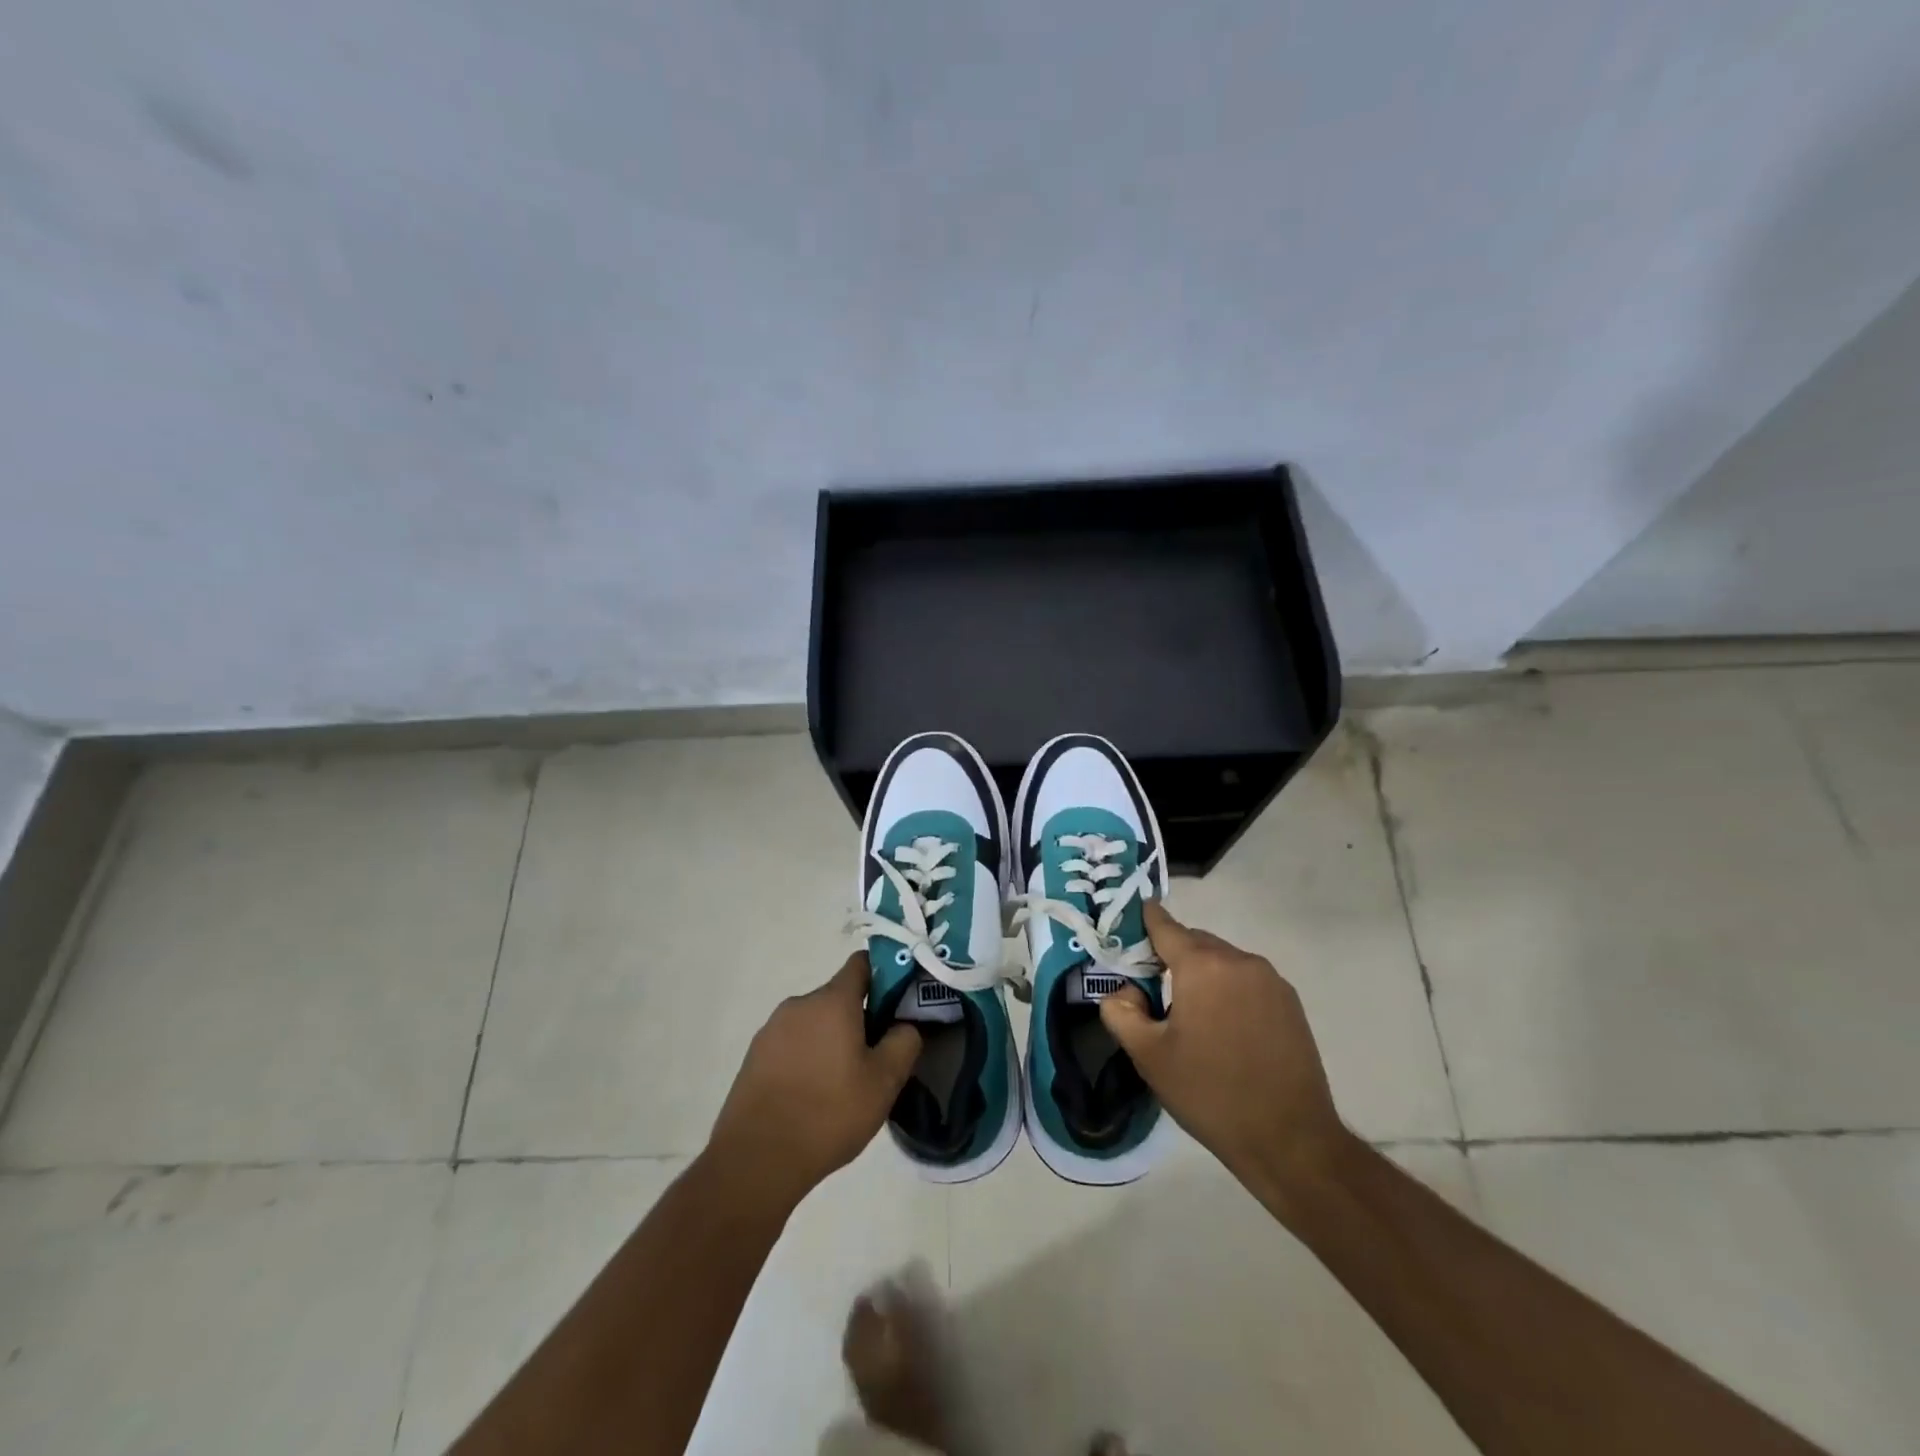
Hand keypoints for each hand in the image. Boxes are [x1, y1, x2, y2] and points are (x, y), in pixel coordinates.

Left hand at [708, 953, 921, 1207]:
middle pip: (838, 997)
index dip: (885, 975)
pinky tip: (812, 1096)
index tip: (898, 1004)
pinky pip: (791, 1044)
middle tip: (874, 1058)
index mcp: (832, 1000)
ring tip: (842, 1084)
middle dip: (859, 1018)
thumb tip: (905, 1024)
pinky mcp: (754, 1056)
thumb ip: (904, 1042)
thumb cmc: (829, 1113)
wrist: (756, 1159)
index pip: (862, 964)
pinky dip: (806, 1058)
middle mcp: (799, 1004)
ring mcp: (772, 1029)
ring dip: (831, 1040)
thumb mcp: (884, 1082)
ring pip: (814, 1023)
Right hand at [1099, 903, 1349, 1209]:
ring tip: (1190, 1016)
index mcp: (1202, 966)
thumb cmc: (1211, 1094)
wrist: (1291, 1140)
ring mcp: (1271, 980)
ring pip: (1222, 961)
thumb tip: (1124, 991)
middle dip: (1171, 956)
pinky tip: (1224, 1029)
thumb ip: (1121, 1012)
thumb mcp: (1149, 1057)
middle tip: (1151, 988)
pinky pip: (1247, 980)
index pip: (1164, 926)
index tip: (1126, 926)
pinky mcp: (1290, 1003)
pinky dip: (1228, 990)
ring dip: (1202, 974)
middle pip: (1194, 942)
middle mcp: (1239, 960)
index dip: (1143, 922)